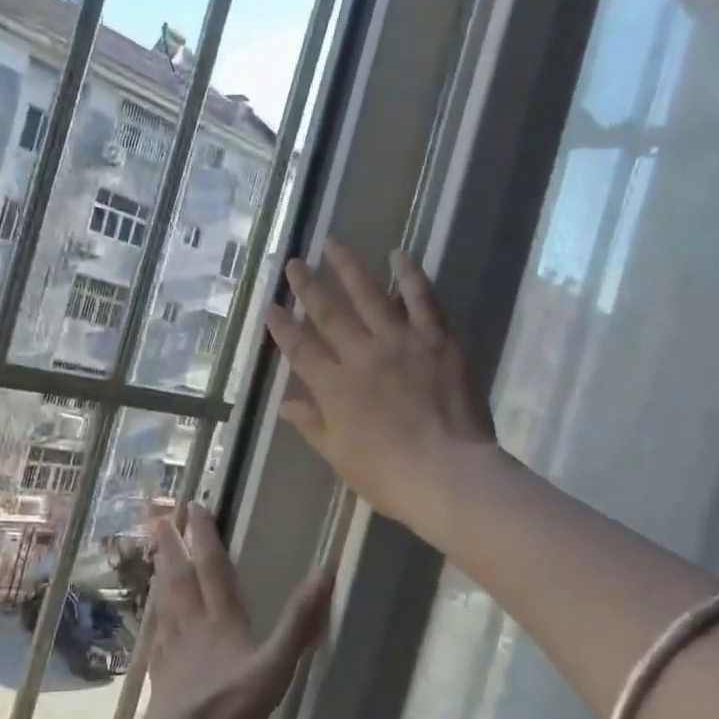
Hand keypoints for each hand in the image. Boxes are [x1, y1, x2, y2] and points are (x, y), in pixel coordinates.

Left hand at [138, 505, 330, 718]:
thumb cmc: (229, 706)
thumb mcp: (274, 666)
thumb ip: (299, 624)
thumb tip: (325, 574)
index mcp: (220, 618)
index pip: (211, 566)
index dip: (205, 535)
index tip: (194, 505)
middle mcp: (192, 624)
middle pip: (179, 576)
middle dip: (172, 545)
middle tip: (159, 517)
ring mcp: (172, 648)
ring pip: (164, 601)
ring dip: (160, 573)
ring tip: (154, 555)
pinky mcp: (161, 672)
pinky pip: (156, 634)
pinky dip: (155, 618)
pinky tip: (153, 620)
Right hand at [264, 239, 495, 533]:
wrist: (448, 474)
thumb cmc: (389, 475)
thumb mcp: (340, 456)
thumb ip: (312, 425)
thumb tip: (284, 404)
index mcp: (334, 387)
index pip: (300, 349)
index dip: (282, 327)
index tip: (270, 306)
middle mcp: (361, 355)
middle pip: (329, 313)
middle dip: (308, 286)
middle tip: (294, 262)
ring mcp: (400, 342)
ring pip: (370, 295)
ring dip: (349, 268)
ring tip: (333, 243)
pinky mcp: (437, 339)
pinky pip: (422, 300)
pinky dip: (409, 275)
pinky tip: (398, 255)